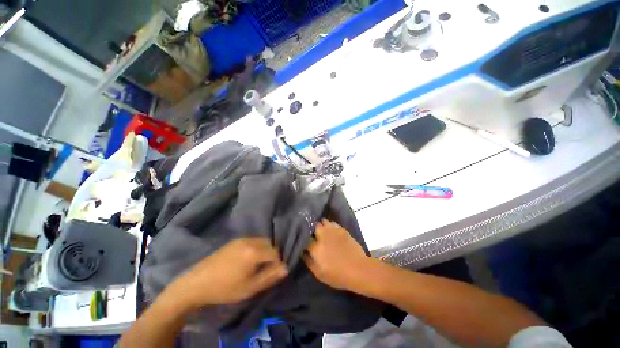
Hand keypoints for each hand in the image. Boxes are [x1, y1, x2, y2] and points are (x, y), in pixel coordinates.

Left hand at [170, 238, 287, 308]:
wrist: (196, 283)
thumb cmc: (224, 288)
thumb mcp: (249, 288)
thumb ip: (269, 277)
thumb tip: (286, 268)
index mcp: (254, 252)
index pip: (275, 252)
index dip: (277, 263)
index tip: (272, 273)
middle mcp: (250, 240)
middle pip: (270, 244)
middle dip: (271, 255)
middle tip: (264, 269)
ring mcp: (241, 239)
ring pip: (261, 241)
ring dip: (264, 250)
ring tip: (256, 265)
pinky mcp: (234, 240)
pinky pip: (252, 240)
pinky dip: (256, 247)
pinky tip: (247, 259)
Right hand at [303, 220, 369, 290]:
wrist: (359, 269)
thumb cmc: (338, 275)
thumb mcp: (319, 274)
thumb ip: (309, 262)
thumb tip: (303, 253)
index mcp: (316, 247)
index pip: (305, 238)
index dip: (304, 239)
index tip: (304, 241)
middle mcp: (323, 235)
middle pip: (314, 226)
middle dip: (313, 228)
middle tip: (314, 234)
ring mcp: (333, 231)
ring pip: (323, 221)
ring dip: (321, 225)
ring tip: (322, 231)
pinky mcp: (342, 229)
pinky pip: (333, 223)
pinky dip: (330, 225)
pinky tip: (332, 231)